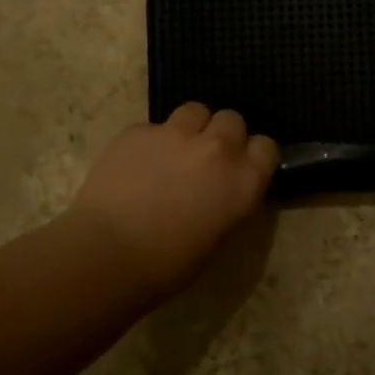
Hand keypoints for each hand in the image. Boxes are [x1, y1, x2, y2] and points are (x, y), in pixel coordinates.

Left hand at [69, 103, 279, 301]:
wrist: (108, 254)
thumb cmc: (169, 264)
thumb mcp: (218, 235)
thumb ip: (228, 199)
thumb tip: (220, 189)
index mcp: (244, 181)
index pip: (266, 147)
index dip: (253, 155)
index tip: (241, 167)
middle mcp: (217, 148)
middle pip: (232, 119)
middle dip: (222, 134)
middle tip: (206, 158)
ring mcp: (176, 134)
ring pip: (194, 110)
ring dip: (190, 128)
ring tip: (173, 151)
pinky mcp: (138, 131)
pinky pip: (153, 126)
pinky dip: (150, 141)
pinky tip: (135, 165)